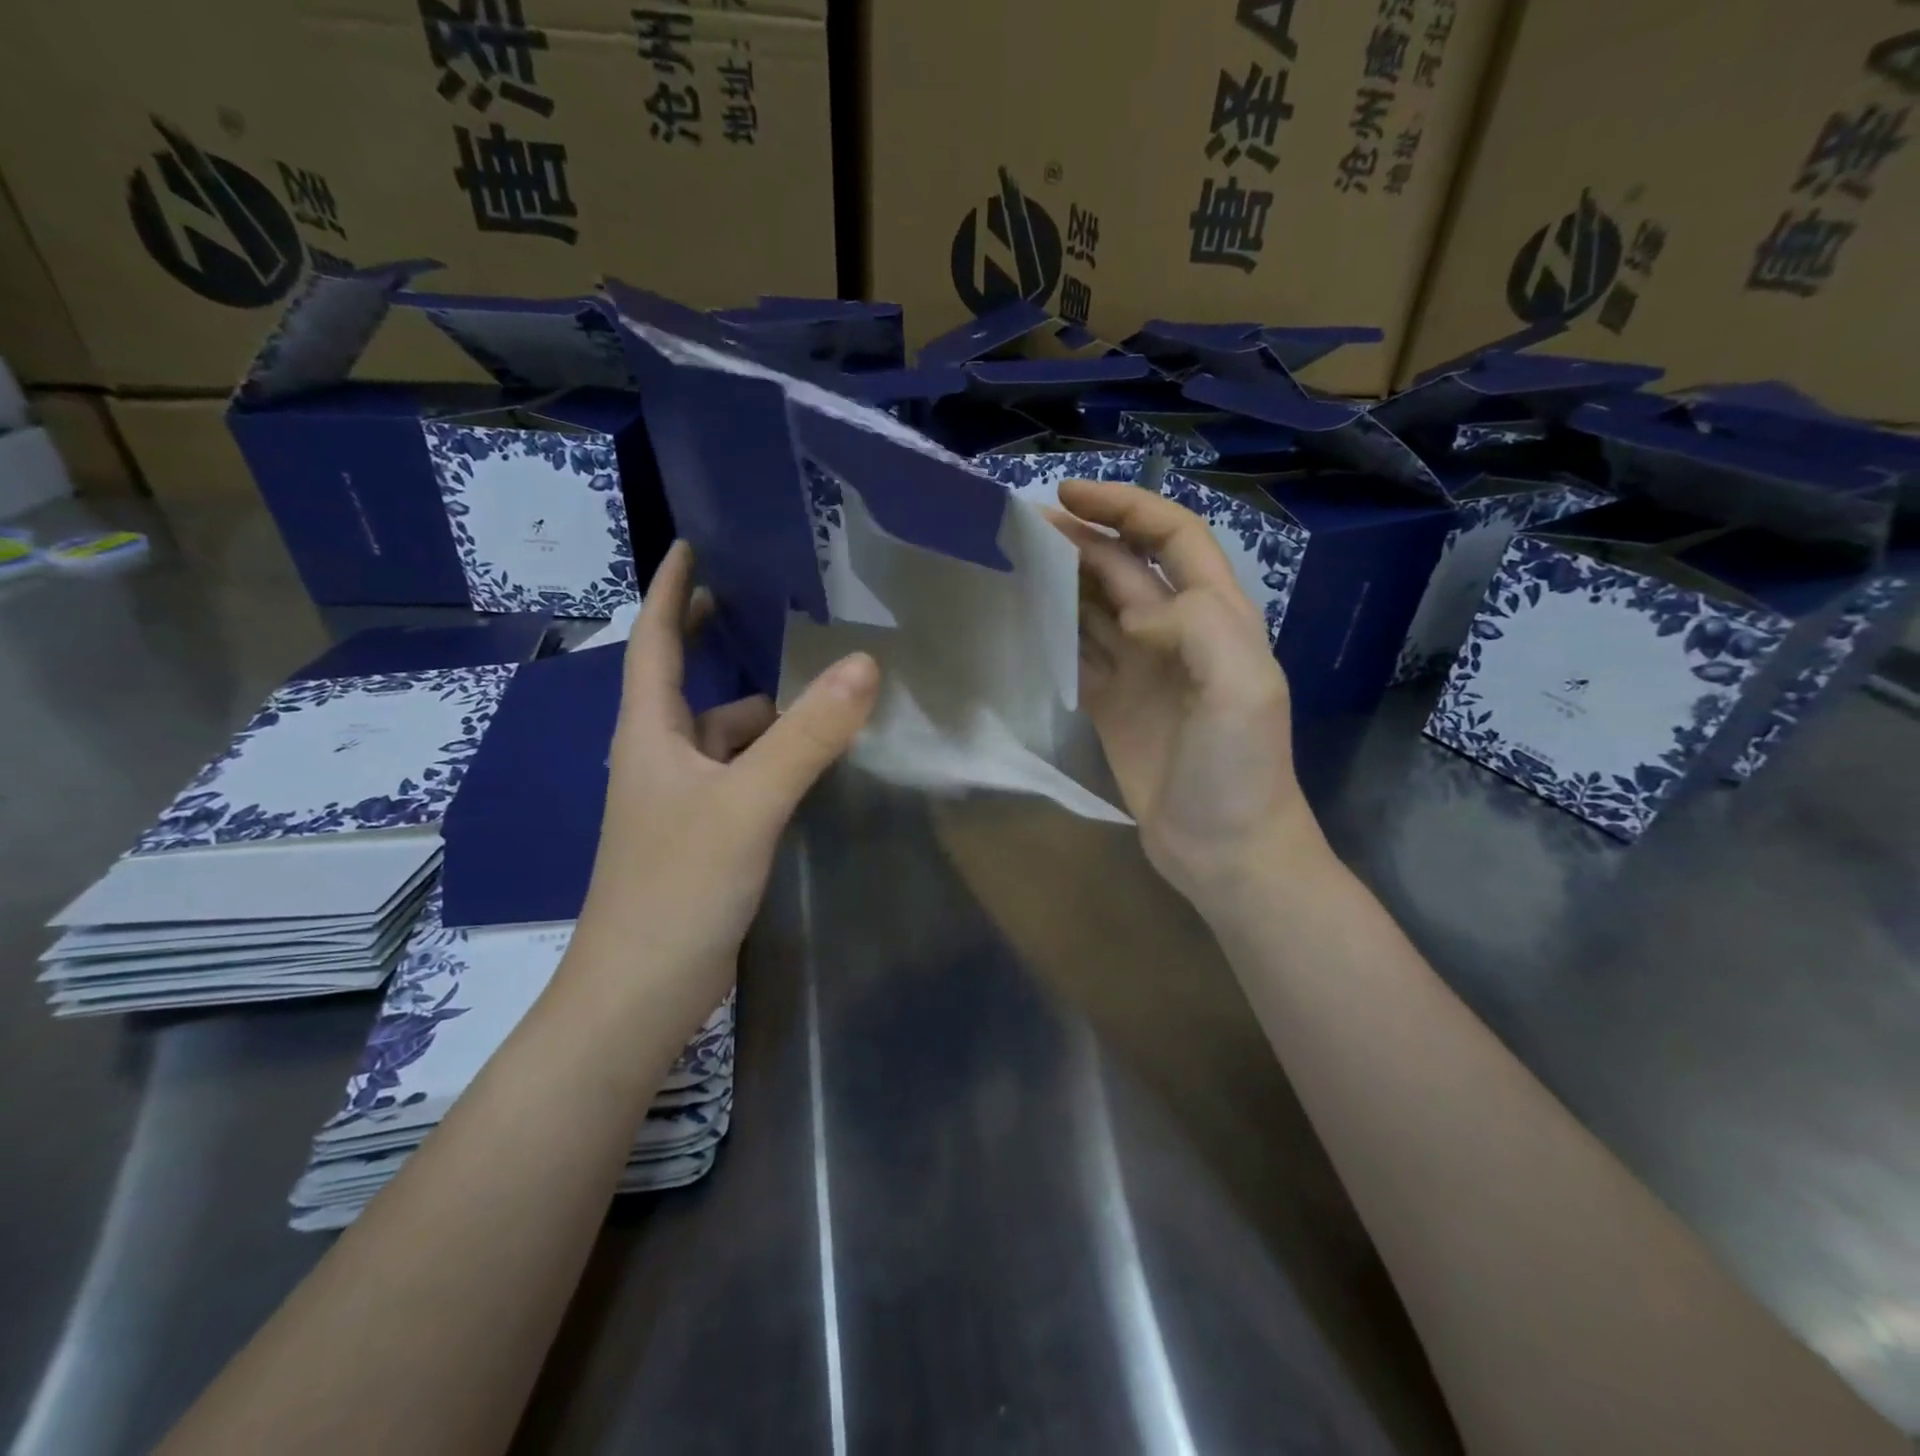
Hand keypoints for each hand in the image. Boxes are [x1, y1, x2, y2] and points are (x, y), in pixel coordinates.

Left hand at [565, 542, 879, 1034]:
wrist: (642, 992)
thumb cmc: (678, 886)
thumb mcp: (749, 803)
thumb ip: (807, 737)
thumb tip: (864, 665)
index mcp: (650, 734)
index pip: (653, 642)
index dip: (670, 592)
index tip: (692, 547)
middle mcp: (660, 758)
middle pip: (690, 684)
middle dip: (719, 643)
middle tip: (769, 606)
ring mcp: (680, 801)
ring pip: (724, 736)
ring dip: (763, 710)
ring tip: (819, 686)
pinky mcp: (703, 836)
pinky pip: (740, 775)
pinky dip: (772, 758)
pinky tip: (811, 761)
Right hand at [1053, 479, 1321, 915]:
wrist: (1226, 849)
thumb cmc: (1241, 770)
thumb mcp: (1242, 689)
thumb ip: (1197, 627)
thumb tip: (1133, 614)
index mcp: (1215, 616)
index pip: (1172, 536)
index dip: (1126, 508)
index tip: (1067, 496)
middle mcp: (1176, 633)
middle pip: (1124, 567)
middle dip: (1080, 539)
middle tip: (1020, 528)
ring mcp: (1141, 670)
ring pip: (1095, 607)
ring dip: (1061, 581)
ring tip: (1011, 562)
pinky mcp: (1112, 705)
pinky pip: (1078, 655)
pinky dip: (1052, 633)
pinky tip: (1020, 621)